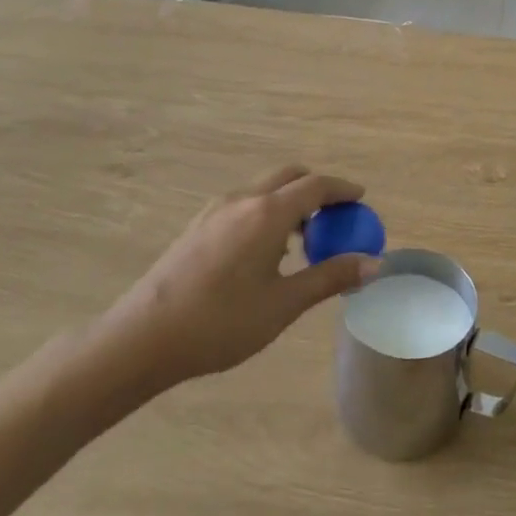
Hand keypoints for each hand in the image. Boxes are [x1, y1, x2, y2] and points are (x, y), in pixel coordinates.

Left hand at [86, 167, 377, 407]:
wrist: (141, 339)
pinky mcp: (197, 226)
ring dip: (290, 202)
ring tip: (303, 242)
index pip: (316, 186)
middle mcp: (242, 200)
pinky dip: (267, 213)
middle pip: (289, 177)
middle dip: (317, 190)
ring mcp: (214, 211)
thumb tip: (374, 264)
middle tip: (336, 219)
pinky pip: (244, 204)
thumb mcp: (284, 304)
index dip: (343, 189)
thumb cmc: (221, 322)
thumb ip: (330, 277)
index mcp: (267, 213)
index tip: (362, 200)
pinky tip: (266, 254)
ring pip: (264, 190)